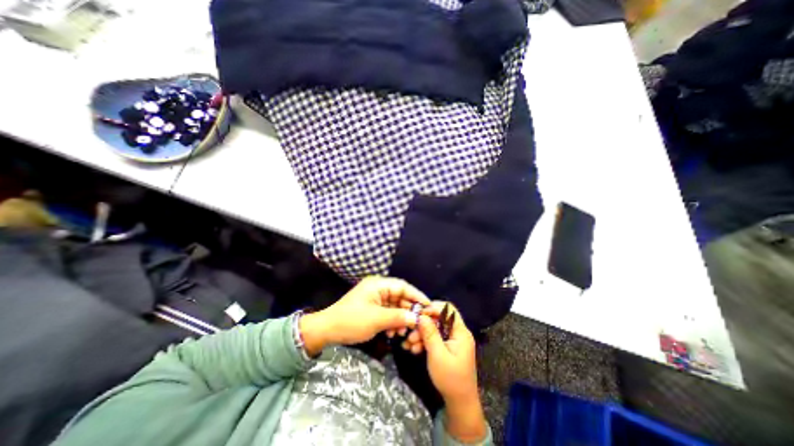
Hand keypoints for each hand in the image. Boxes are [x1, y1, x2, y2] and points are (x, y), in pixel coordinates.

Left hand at [301, 276, 431, 355]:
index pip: (403, 286)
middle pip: (399, 296)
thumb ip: (399, 317)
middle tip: (418, 323)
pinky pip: (387, 312)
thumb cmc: (352, 321)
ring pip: (394, 306)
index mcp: (378, 284)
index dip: (416, 296)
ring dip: (401, 318)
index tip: (428, 306)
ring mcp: (374, 298)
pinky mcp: (372, 307)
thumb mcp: (377, 320)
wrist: (327, 330)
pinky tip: (394, 333)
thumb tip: (417, 318)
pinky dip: (392, 321)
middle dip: (408, 310)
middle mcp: (378, 288)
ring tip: (403, 332)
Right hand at [419, 301, 487, 443]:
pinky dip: (425, 342)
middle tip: (411, 333)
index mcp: (460, 332)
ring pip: (435, 329)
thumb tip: (422, 316)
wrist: (460, 403)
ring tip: (409, 344)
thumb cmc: (450, 378)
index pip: (449, 310)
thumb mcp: (437, 354)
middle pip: (439, 320)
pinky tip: (414, 349)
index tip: (419, 313)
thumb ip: (430, 333)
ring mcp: (453, 341)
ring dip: (422, 335)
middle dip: (424, 325)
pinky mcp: (448, 348)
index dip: (434, 308)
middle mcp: (458, 333)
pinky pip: (435, 339)